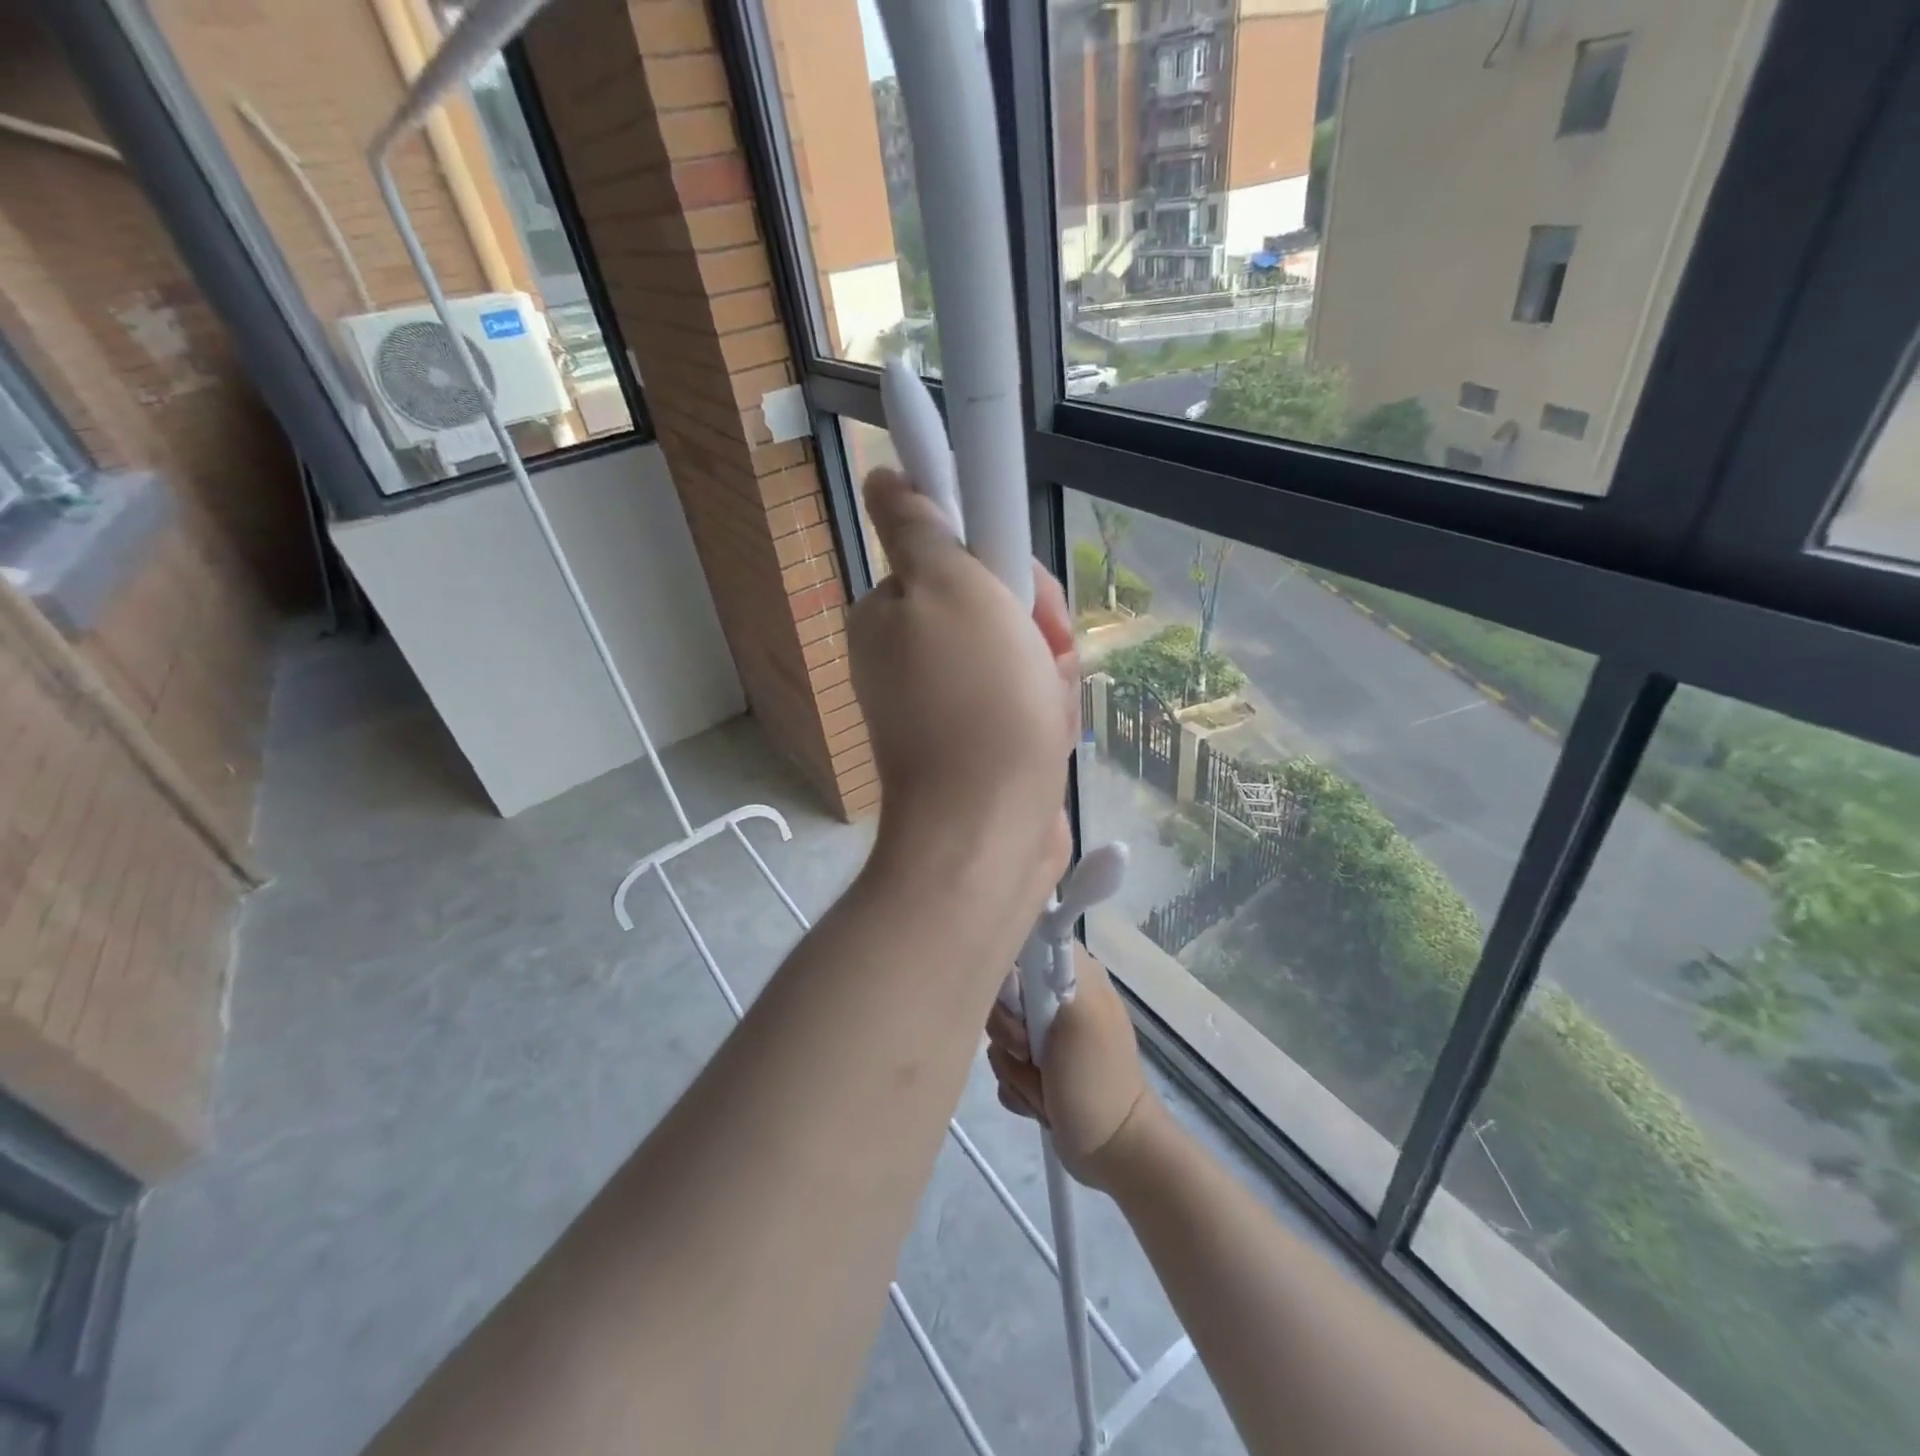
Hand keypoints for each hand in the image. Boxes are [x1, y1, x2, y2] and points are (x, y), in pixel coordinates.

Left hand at [848, 468, 1077, 875]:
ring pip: (1023, 655)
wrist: (988, 830)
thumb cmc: (975, 703)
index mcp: (892, 612)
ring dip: (1048, 675)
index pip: (960, 554)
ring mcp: (948, 703)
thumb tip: (882, 477)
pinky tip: (1046, 739)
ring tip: (1044, 711)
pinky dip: (1045, 714)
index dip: (1005, 566)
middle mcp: (913, 655)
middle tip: (1044, 655)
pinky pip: (1027, 702)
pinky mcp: (982, 741)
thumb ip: (919, 528)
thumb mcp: (949, 589)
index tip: (1025, 593)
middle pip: (998, 605)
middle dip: (1036, 627)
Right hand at [985, 944, 1158, 1189]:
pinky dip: (1017, 1087)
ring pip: (996, 1034)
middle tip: (1030, 1052)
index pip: (1019, 944)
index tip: (1018, 1005)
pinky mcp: (1035, 1066)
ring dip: (1014, 1067)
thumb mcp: (1078, 1013)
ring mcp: (1044, 1033)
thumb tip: (1031, 919)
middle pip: (999, 994)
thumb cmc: (1096, 1078)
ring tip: (1043, 1085)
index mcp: (1071, 970)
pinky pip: (1002, 1066)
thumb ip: (1051, 967)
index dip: (1007, 974)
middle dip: (1008, 1032)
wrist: (1113, 1149)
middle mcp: (1055, 994)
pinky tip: (1041, 1101)